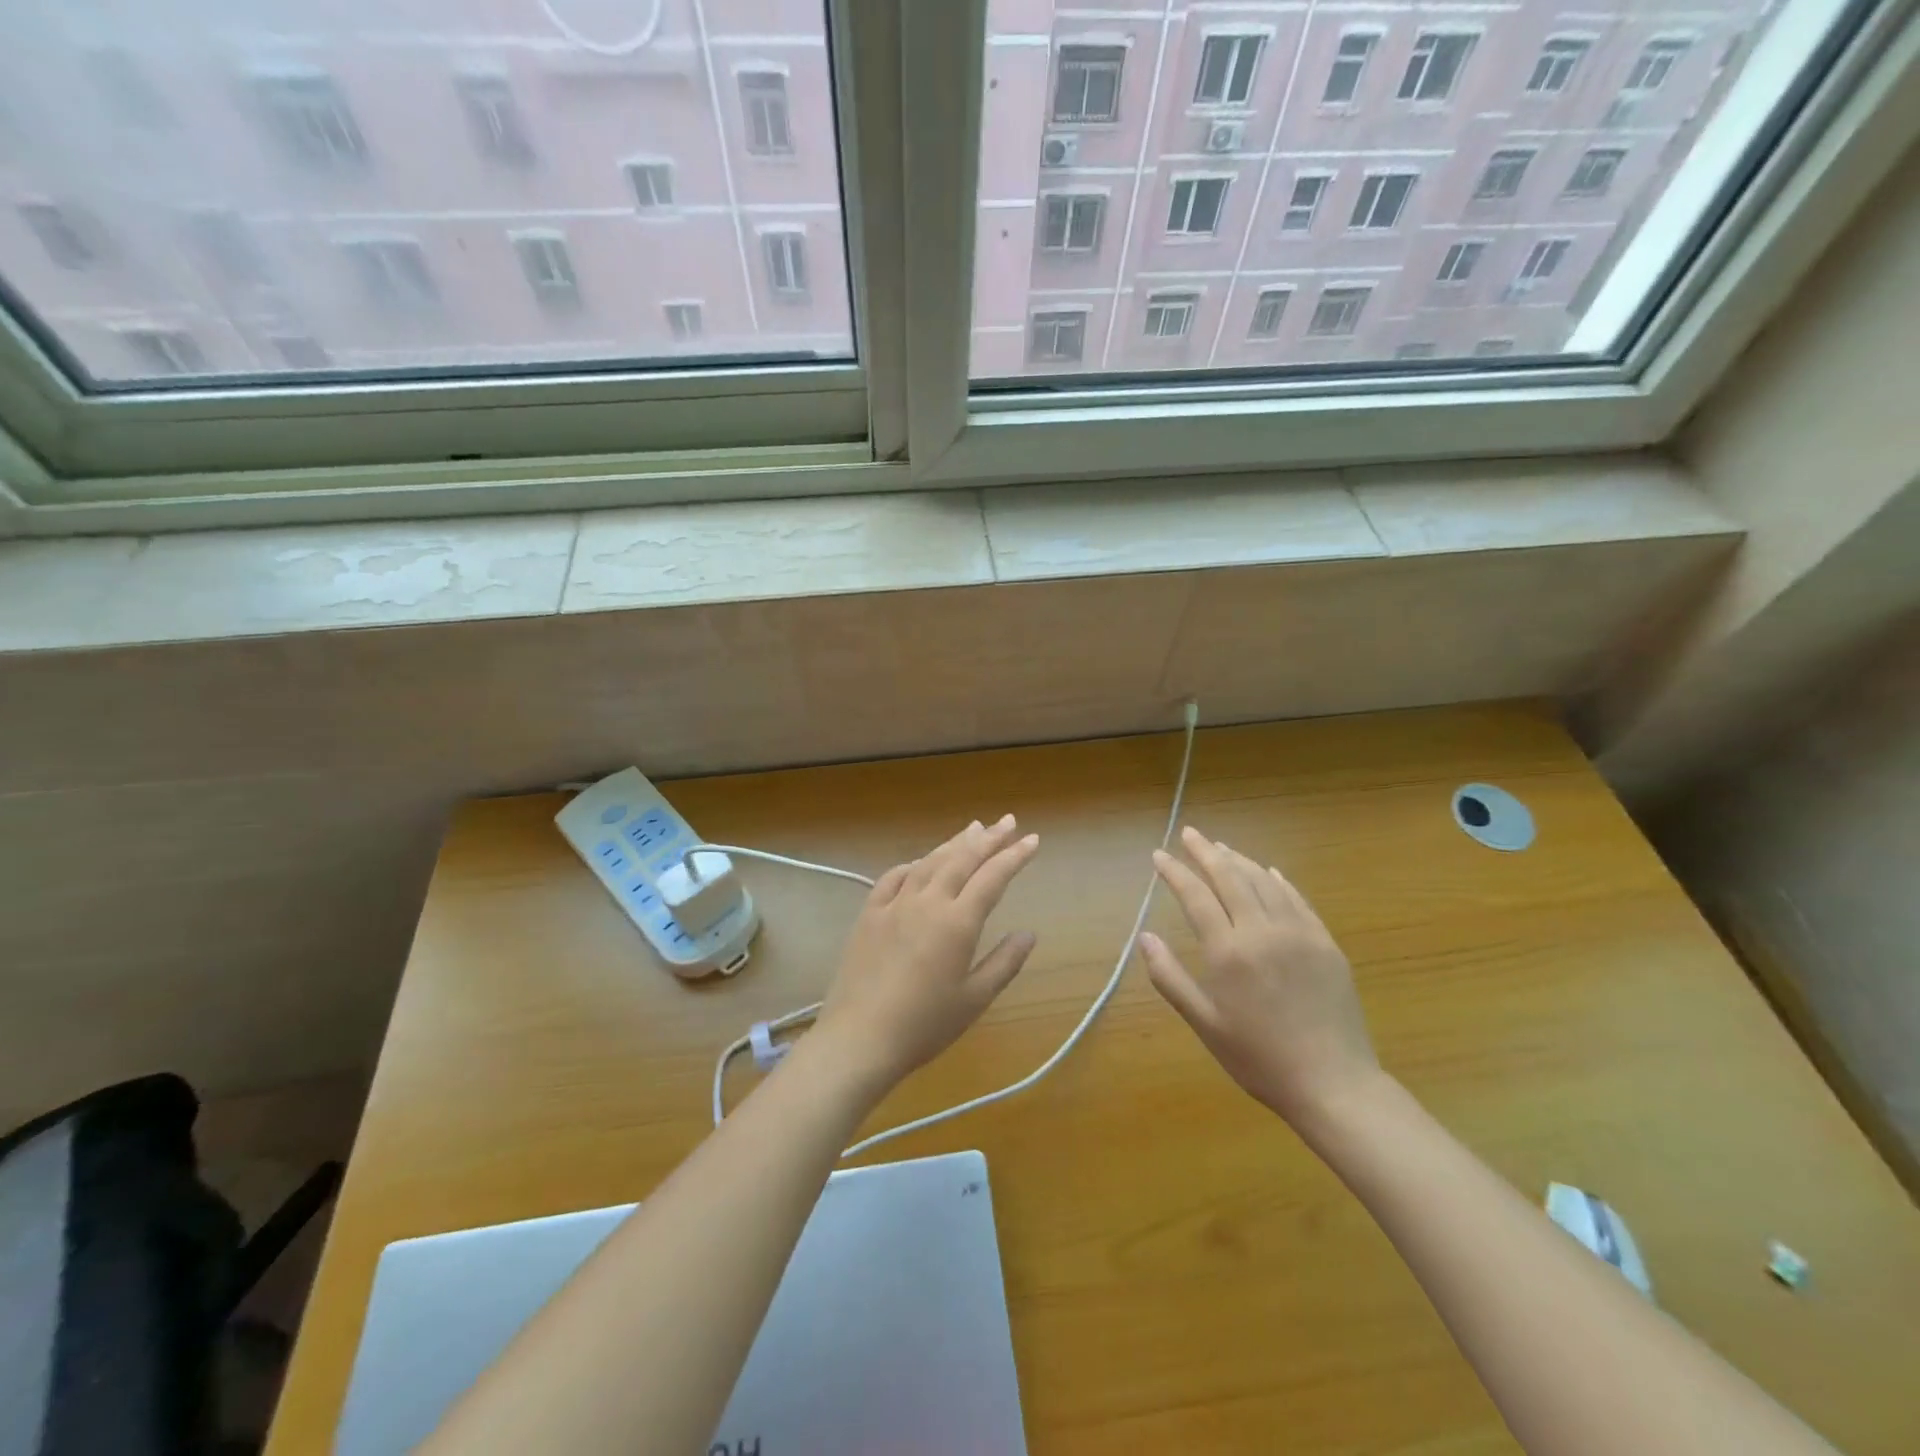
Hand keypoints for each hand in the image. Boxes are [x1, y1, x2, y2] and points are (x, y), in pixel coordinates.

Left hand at [813, 815, 1040, 1088]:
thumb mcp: (974, 999)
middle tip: (1008, 821)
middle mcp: (927, 902)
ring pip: (929, 862)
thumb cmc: (924, 1025)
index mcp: (957, 922)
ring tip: (972, 828)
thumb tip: (1028, 933)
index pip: (992, 877)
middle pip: (962, 859)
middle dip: (988, 838)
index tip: (1032, 840)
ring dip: (953, 843)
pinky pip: (893, 878)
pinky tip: (920, 862)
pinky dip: (913, 864)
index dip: (1014, 856)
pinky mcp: (869, 914)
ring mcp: (894, 905)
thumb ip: (1004, 962)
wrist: (860, 1038)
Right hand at [1140, 826, 1380, 1127]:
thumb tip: (1144, 937)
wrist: (1334, 1084)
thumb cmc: (1259, 1058)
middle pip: (1230, 877)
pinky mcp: (1325, 943)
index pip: (1196, 896)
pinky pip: (1297, 899)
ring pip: (1264, 881)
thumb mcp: (1204, 1024)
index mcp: (1229, 951)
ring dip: (1239, 860)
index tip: (1159, 855)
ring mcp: (1299, 933)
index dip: (1175, 872)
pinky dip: (1278, 880)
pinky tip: (1268, 872)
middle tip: (1189, 833)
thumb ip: (1170, 977)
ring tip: (1220, 848)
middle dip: (1206, 852)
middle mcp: (1262, 931)